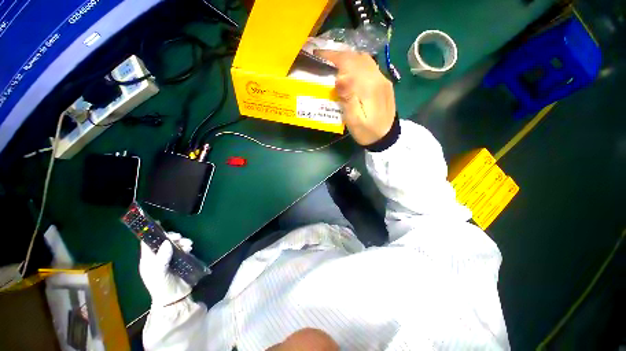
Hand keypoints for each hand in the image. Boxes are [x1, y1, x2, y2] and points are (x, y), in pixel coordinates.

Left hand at [139, 232, 192, 306]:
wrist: (175, 298)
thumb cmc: (162, 287)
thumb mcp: (159, 274)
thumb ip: (161, 259)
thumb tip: (166, 242)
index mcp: (148, 260)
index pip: (147, 243)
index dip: (152, 233)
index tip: (160, 224)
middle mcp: (158, 257)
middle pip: (163, 241)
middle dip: (171, 237)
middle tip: (179, 237)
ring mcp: (169, 258)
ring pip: (174, 244)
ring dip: (181, 241)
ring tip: (188, 244)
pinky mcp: (180, 260)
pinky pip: (182, 248)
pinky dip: (186, 246)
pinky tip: (190, 248)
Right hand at [315, 50, 395, 145]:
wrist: (387, 138)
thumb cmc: (367, 132)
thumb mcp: (354, 121)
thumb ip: (348, 99)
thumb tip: (339, 77)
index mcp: (369, 86)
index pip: (350, 62)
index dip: (332, 56)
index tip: (318, 55)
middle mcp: (378, 77)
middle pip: (357, 57)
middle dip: (339, 55)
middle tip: (323, 59)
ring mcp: (383, 79)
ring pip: (364, 59)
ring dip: (348, 58)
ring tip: (335, 63)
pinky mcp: (384, 83)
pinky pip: (370, 66)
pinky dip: (357, 63)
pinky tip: (350, 71)